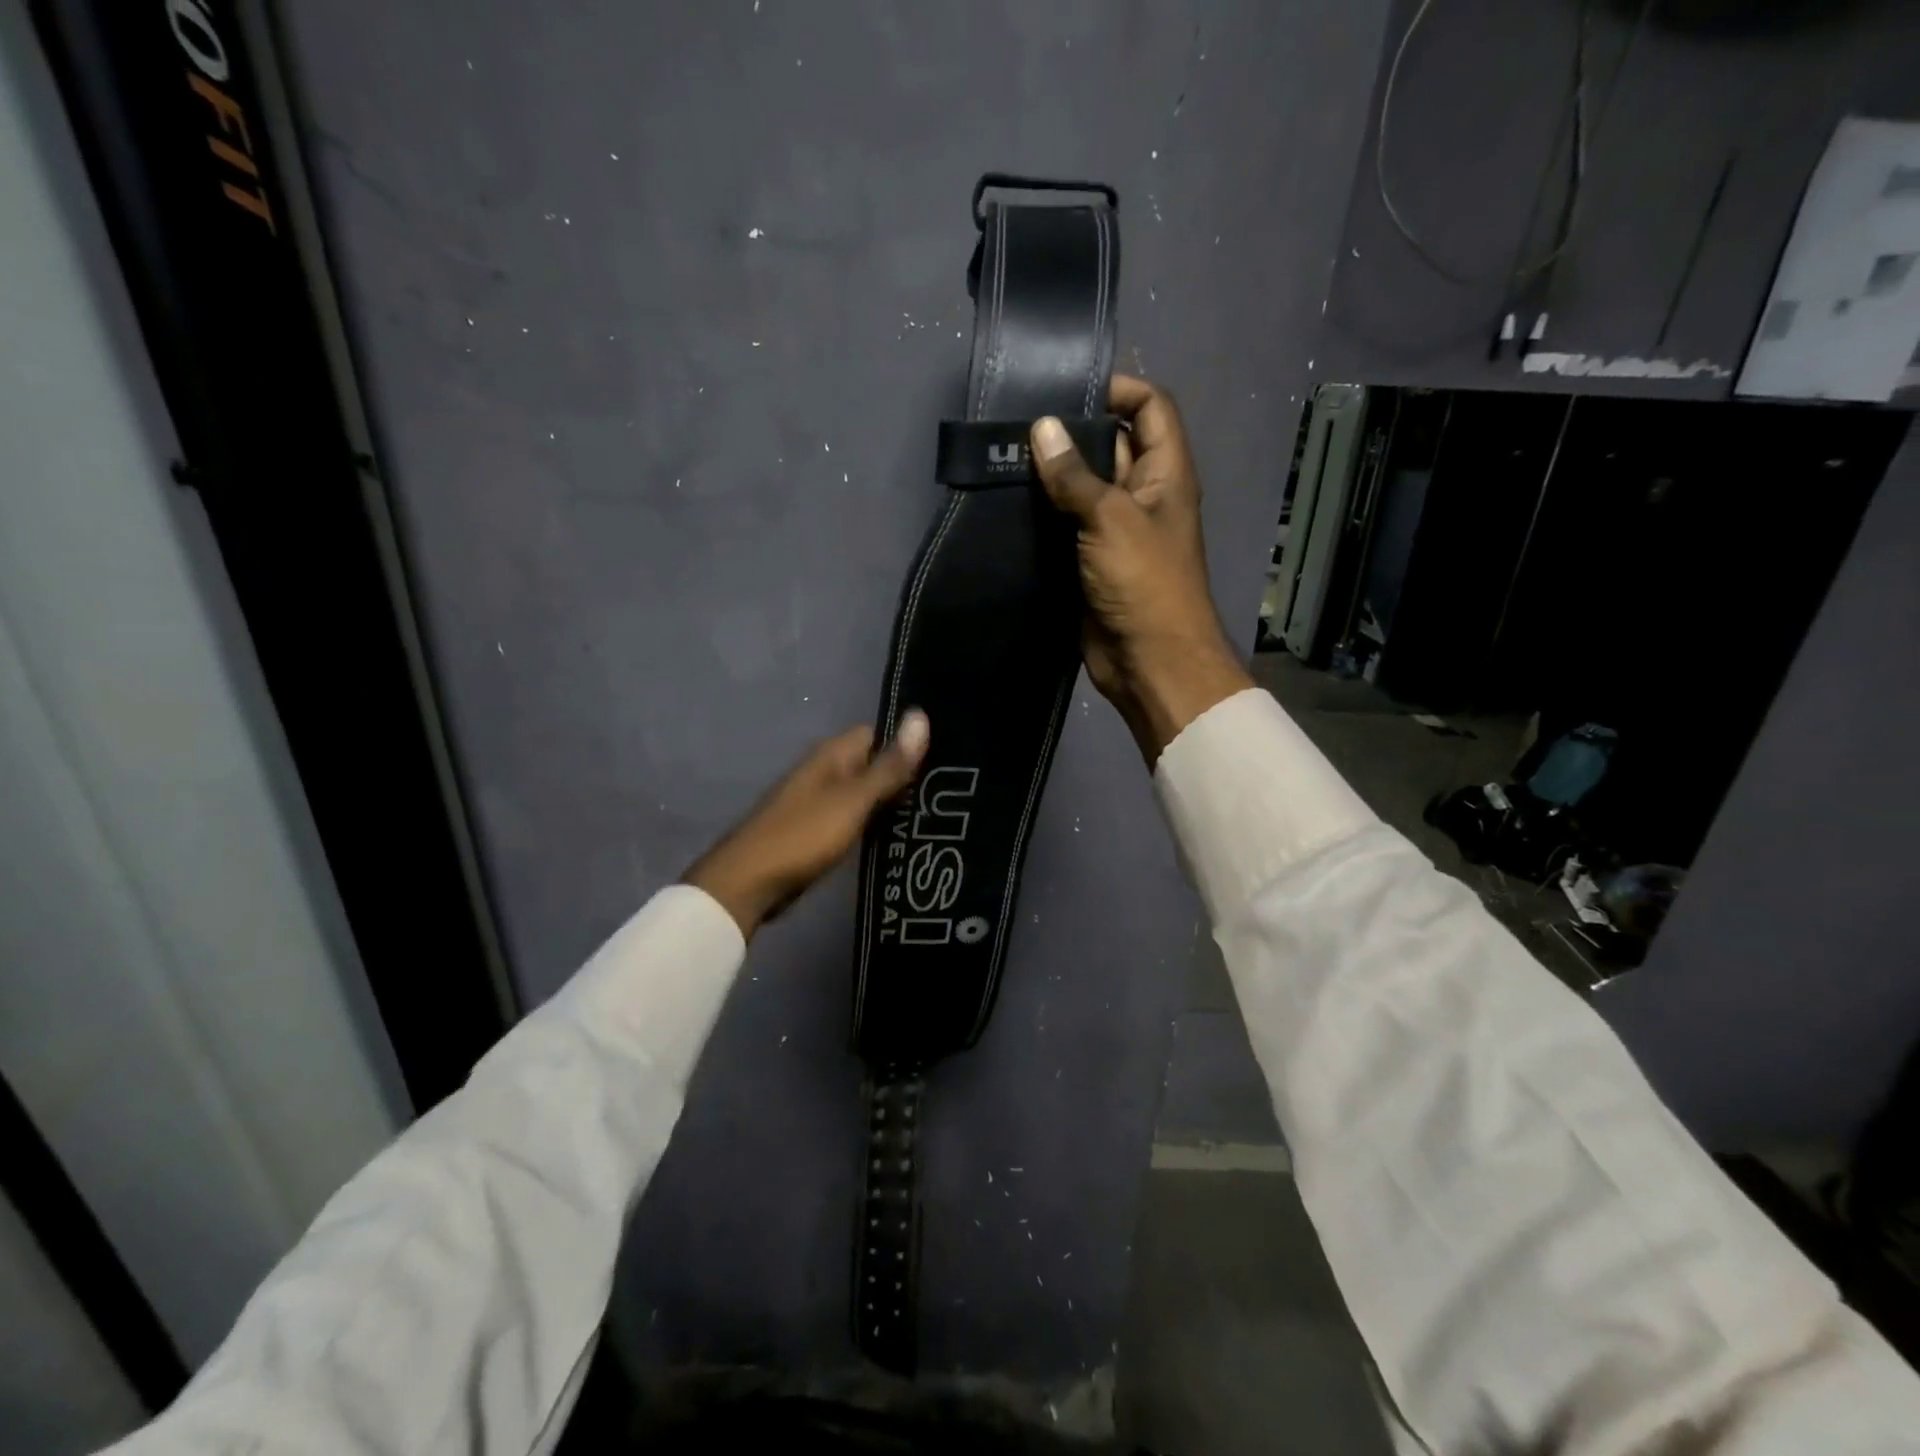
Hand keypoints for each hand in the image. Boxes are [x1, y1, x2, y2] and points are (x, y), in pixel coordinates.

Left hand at [684, 711, 930, 937]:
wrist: (748, 884)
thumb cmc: (803, 835)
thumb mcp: (854, 800)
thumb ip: (889, 765)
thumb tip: (921, 714)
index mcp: (833, 754)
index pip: (879, 733)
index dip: (910, 743)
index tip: (946, 760)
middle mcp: (826, 771)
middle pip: (874, 763)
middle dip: (906, 775)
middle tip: (950, 793)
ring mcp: (820, 802)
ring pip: (866, 793)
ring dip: (892, 802)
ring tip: (937, 815)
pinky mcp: (817, 831)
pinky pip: (855, 818)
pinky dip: (875, 824)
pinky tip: (902, 836)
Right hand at [1032, 375, 1250, 762]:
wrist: (1148, 661)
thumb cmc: (1144, 582)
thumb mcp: (1111, 519)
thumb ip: (1075, 475)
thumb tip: (1042, 427)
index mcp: (1165, 473)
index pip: (1150, 408)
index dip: (1118, 389)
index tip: (1066, 389)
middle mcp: (1141, 495)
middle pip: (1110, 445)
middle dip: (1071, 433)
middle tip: (1017, 424)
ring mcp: (1114, 531)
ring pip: (1082, 489)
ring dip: (1051, 477)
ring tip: (1003, 458)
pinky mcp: (1089, 561)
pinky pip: (1066, 527)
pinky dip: (1043, 516)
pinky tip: (1007, 504)